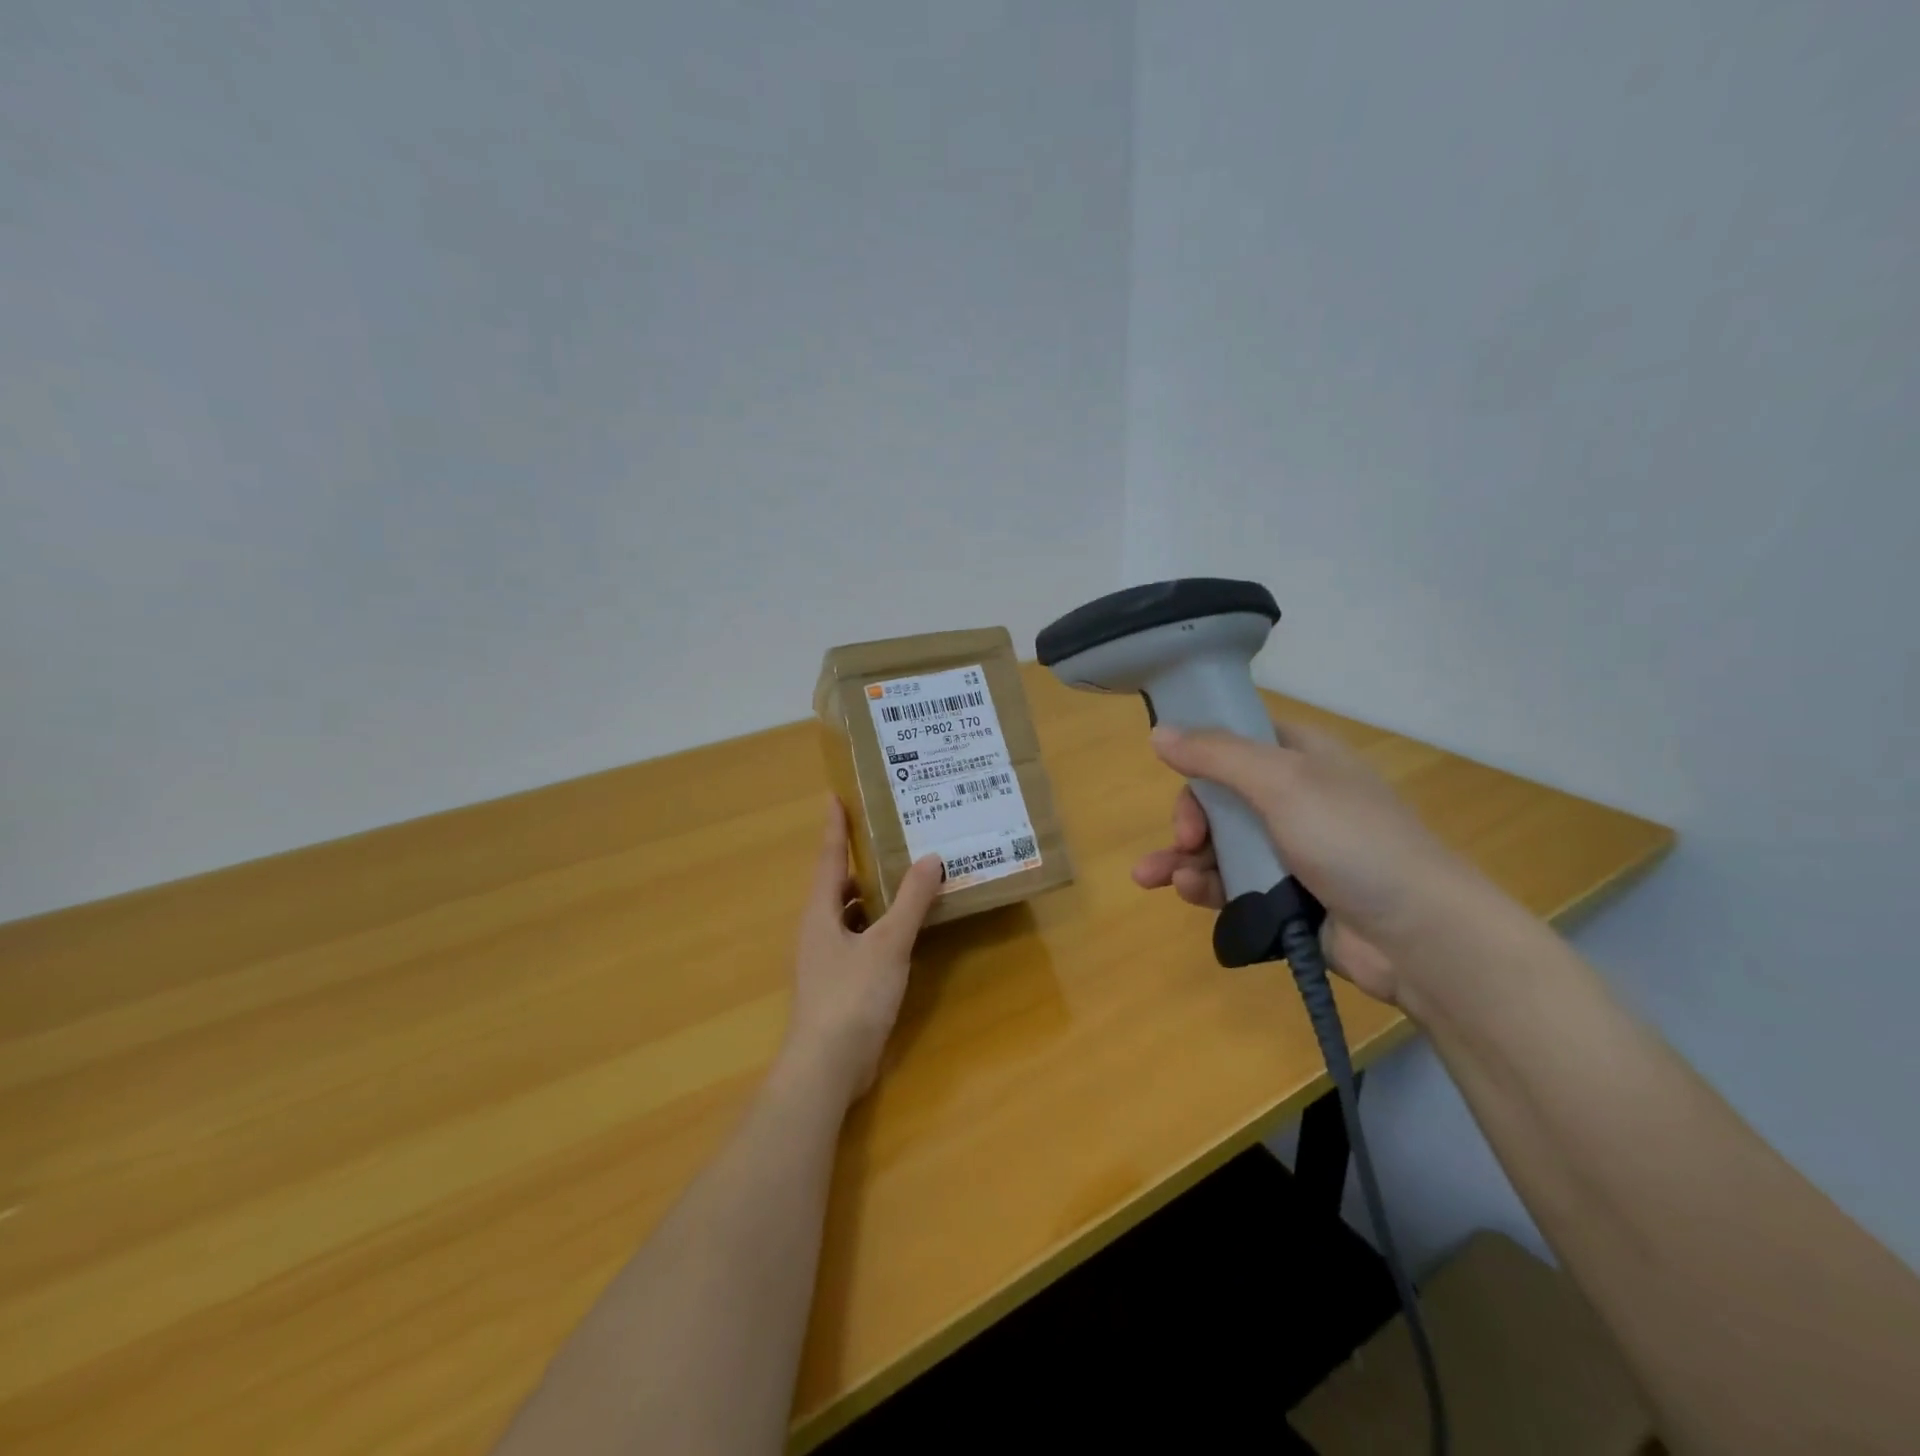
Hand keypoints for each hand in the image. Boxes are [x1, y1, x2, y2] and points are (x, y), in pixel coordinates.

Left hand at [781, 799, 944, 1105]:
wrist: (827, 1066)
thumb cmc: (852, 996)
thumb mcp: (888, 944)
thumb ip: (911, 901)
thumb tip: (931, 858)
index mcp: (821, 912)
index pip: (829, 858)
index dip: (835, 826)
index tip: (835, 795)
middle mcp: (819, 929)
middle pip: (839, 885)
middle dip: (860, 860)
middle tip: (889, 835)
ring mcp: (827, 959)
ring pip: (851, 914)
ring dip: (874, 895)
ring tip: (905, 875)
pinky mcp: (840, 983)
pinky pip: (861, 940)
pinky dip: (881, 927)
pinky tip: (906, 929)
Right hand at [1130, 721, 1485, 1006]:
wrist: (1419, 936)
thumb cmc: (1352, 840)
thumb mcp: (1282, 782)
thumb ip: (1216, 755)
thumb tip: (1158, 732)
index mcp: (1302, 757)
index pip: (1237, 740)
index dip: (1201, 753)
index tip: (1173, 773)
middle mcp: (1295, 799)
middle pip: (1220, 797)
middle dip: (1190, 817)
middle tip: (1185, 839)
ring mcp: (1292, 851)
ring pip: (1220, 845)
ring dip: (1183, 857)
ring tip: (1153, 877)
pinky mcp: (1286, 897)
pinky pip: (1233, 885)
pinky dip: (1205, 886)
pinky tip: (1186, 892)